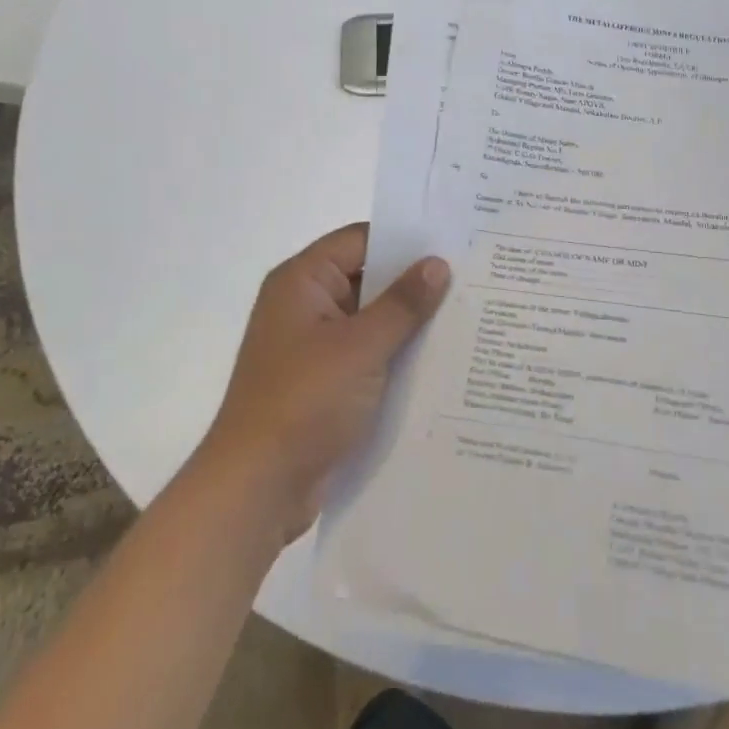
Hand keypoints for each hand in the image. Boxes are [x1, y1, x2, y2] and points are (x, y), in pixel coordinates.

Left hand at [200, 224, 450, 542]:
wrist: (257, 489)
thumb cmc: (304, 401)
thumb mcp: (360, 347)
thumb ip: (402, 303)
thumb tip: (438, 263)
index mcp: (302, 282)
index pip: (360, 240)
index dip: (404, 239)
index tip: (453, 242)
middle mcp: (305, 305)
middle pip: (367, 278)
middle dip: (414, 283)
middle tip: (470, 279)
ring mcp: (313, 346)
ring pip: (371, 320)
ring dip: (408, 323)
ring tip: (467, 316)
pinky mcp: (324, 382)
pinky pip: (367, 354)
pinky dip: (395, 354)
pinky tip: (440, 360)